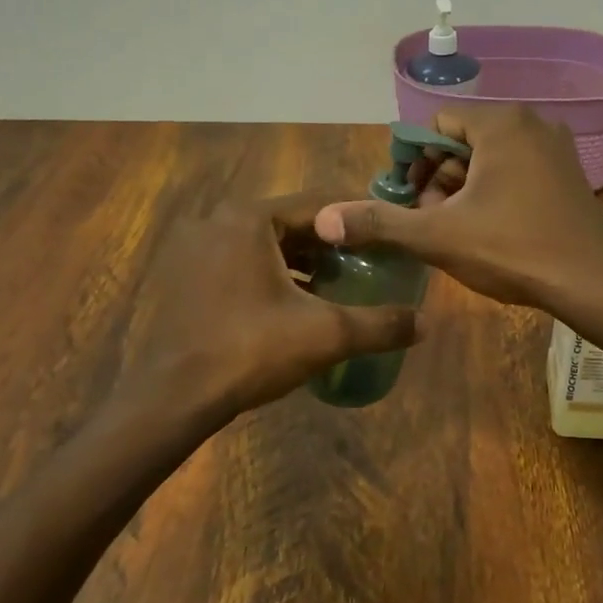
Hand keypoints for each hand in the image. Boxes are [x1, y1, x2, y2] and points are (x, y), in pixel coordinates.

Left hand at [117, 194, 423, 424]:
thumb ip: (381, 324)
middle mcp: (221, 221)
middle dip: (332, 244)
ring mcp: (199, 249)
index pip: (320, 204)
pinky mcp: (189, 277)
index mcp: (251, 218)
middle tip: (369, 264)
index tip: (388, 238)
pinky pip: (244, 263)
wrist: (174, 397)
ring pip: (267, 245)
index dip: (358, 221)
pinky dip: (274, 276)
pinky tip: (298, 304)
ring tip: (340, 285)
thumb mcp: (326, 334)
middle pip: (293, 223)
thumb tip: (428, 324)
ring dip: (304, 262)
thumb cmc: (250, 350)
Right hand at [314, 107, 602, 309]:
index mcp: (501, 124)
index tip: (410, 200)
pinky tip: (490, 229)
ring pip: (490, 158)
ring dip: (464, 189)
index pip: (436, 124)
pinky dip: (495, 192)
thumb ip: (381, 222)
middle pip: (463, 141)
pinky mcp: (568, 174)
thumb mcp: (438, 236)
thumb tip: (325, 219)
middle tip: (433, 220)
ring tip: (457, 229)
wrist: (593, 283)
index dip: (414, 161)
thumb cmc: (512, 249)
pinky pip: (517, 170)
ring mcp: (556, 148)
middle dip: (440, 178)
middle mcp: (531, 123)